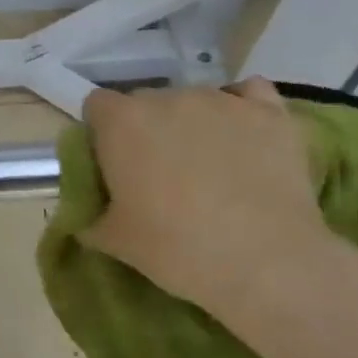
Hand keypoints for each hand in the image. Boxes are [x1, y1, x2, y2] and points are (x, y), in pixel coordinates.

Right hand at [81, 79, 331, 315]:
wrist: (266, 263)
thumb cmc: (176, 249)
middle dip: (148, 128)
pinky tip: (245, 138)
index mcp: (121, 122)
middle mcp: (168, 98)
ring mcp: (221, 101)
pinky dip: (242, 110)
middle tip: (159, 171)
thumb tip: (87, 212)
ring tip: (209, 164)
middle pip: (146, 101)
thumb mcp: (114, 240)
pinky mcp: (270, 113)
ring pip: (195, 101)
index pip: (97, 105)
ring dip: (193, 123)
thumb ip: (90, 216)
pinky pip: (249, 94)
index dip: (102, 132)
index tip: (112, 163)